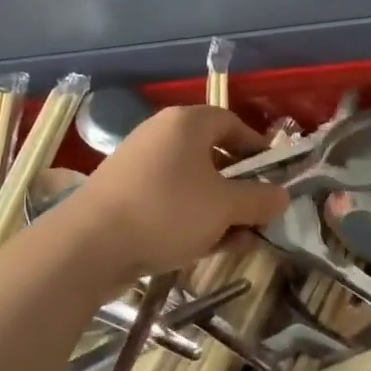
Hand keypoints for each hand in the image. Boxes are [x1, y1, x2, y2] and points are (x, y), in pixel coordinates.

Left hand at [74, 105, 289, 275]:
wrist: (87, 246)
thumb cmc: (167, 212)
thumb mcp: (225, 208)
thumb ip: (259, 199)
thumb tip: (282, 195)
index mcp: (187, 122)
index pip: (233, 123)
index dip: (256, 148)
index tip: (272, 177)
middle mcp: (161, 133)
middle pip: (212, 153)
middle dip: (237, 187)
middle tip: (254, 215)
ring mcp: (138, 162)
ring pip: (190, 180)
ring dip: (215, 208)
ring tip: (231, 241)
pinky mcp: (121, 191)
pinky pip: (167, 196)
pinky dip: (187, 216)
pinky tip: (197, 247)